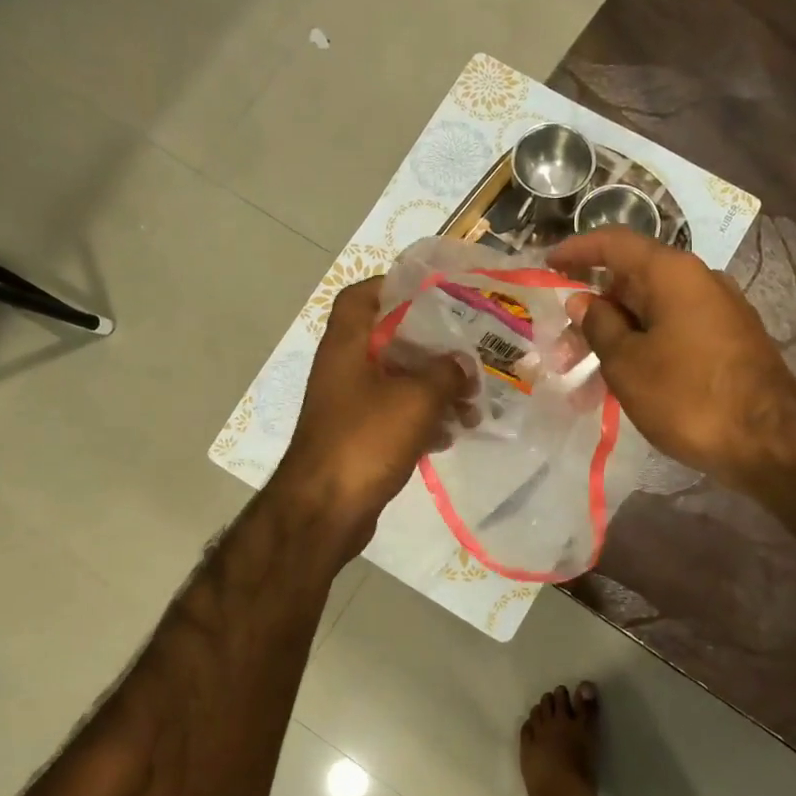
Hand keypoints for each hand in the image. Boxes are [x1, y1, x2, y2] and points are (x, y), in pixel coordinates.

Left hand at [269, 277, 469, 551]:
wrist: (325, 510)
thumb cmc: (366, 440)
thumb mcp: (417, 399)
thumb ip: (446, 372)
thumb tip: (462, 363)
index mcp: (347, 345)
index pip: (362, 295)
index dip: (395, 286)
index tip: (435, 294)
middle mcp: (344, 368)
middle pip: (390, 340)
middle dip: (433, 349)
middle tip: (470, 356)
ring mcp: (349, 405)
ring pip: (398, 382)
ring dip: (434, 390)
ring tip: (470, 406)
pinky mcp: (358, 437)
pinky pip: (395, 416)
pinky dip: (422, 420)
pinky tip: (451, 435)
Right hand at [547, 227, 795, 486]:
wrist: (769, 442)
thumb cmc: (688, 397)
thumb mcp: (627, 364)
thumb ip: (599, 326)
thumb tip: (584, 301)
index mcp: (672, 274)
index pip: (614, 243)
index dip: (576, 251)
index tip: (547, 266)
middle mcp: (698, 281)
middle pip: (631, 282)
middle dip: (591, 312)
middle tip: (561, 350)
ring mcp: (718, 312)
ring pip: (650, 314)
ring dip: (613, 340)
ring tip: (584, 382)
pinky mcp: (727, 342)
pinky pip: (672, 333)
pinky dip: (641, 350)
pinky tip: (622, 385)